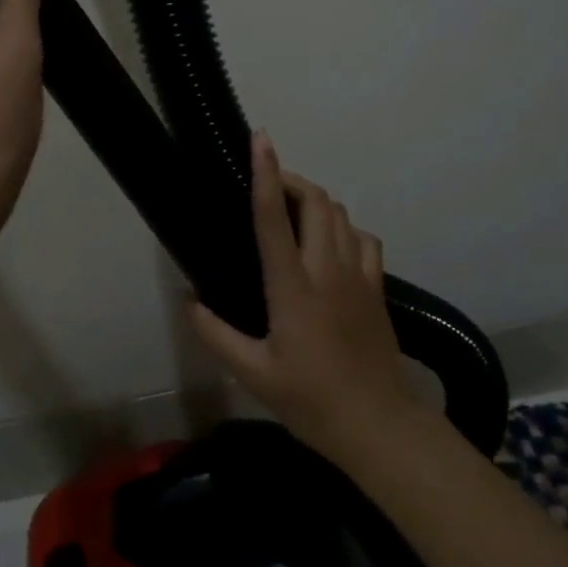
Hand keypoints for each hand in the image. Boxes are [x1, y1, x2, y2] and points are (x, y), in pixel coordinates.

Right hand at [191, 132, 423, 458]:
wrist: (380, 426)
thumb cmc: (311, 401)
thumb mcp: (254, 374)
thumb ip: (216, 335)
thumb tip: (188, 300)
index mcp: (293, 287)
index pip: (275, 218)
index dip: (266, 174)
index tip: (260, 140)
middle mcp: (327, 270)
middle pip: (317, 202)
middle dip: (293, 180)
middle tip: (269, 186)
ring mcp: (358, 276)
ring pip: (342, 214)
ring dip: (317, 201)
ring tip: (295, 212)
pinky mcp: (377, 287)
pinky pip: (364, 238)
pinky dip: (345, 228)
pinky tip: (331, 244)